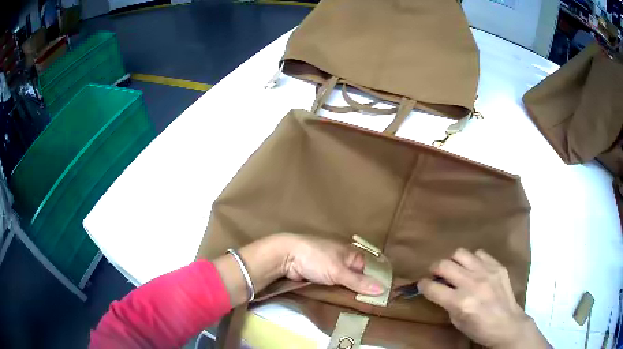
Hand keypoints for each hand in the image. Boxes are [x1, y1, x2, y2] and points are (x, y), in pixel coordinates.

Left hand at [215, 233, 383, 306]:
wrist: (286, 257)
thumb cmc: (316, 258)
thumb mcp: (339, 271)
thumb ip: (359, 282)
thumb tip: (383, 290)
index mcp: (352, 254)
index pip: (371, 270)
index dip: (378, 282)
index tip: (385, 298)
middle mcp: (345, 262)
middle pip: (360, 278)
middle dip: (365, 291)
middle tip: (375, 308)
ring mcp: (332, 270)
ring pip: (348, 285)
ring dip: (352, 295)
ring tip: (364, 311)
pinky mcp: (322, 279)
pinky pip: (336, 288)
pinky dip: (341, 295)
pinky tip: (347, 306)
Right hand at [418, 249, 549, 348]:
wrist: (508, 324)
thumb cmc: (480, 329)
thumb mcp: (457, 322)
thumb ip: (448, 303)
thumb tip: (440, 290)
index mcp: (460, 302)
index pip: (432, 287)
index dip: (422, 285)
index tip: (422, 285)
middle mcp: (472, 284)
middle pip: (443, 265)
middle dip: (434, 269)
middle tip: (437, 275)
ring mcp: (486, 272)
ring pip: (460, 253)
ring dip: (453, 261)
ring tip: (456, 269)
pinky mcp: (498, 267)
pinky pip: (480, 254)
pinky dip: (473, 260)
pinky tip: (475, 270)